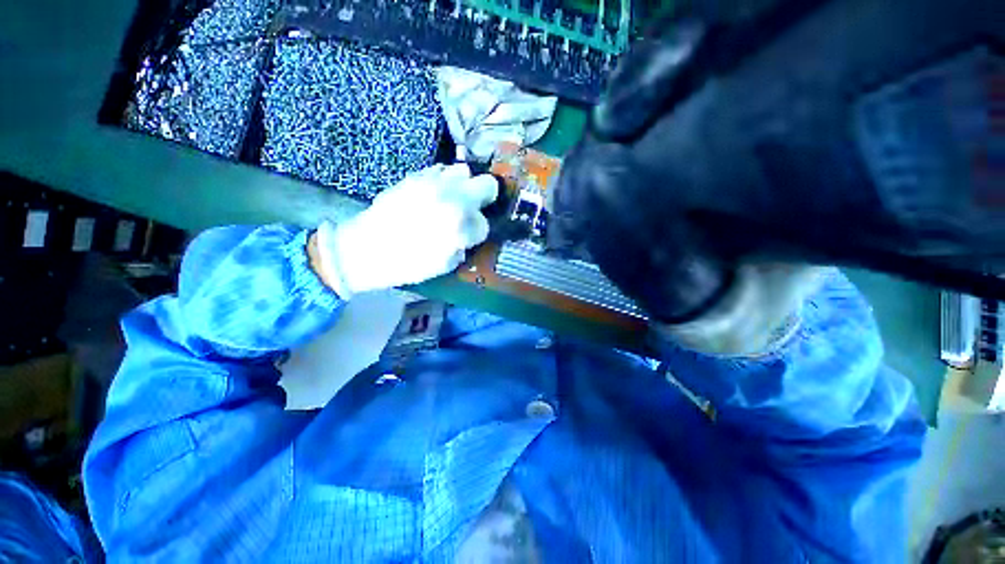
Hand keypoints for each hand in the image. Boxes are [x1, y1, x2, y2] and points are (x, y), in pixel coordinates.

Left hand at [312, 164, 497, 296]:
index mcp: (458, 225)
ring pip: (464, 171)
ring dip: (465, 186)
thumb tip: (469, 232)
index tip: (470, 236)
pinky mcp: (415, 177)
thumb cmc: (407, 264)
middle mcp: (451, 198)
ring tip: (455, 198)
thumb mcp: (443, 265)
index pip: (484, 223)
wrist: (365, 249)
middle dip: (485, 197)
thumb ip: (464, 245)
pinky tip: (436, 193)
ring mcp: (432, 183)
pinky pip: (440, 170)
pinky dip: (444, 180)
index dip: (479, 231)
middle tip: (476, 208)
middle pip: (487, 185)